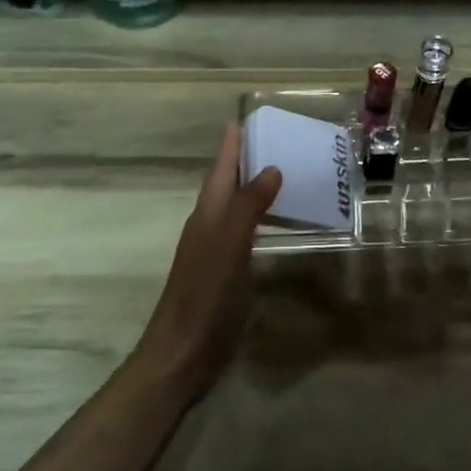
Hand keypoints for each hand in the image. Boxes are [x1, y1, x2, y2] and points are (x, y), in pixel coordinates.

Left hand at [137, 123, 281, 393]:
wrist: (183, 352)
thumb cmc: (205, 295)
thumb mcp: (229, 245)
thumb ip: (248, 206)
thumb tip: (270, 167)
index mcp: (207, 214)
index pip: (220, 169)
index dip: (231, 145)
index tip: (245, 118)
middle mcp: (210, 226)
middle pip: (227, 184)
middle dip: (246, 161)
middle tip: (279, 141)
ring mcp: (217, 251)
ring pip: (237, 208)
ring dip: (256, 190)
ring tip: (287, 174)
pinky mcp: (227, 273)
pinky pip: (247, 234)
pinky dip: (262, 220)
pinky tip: (280, 225)